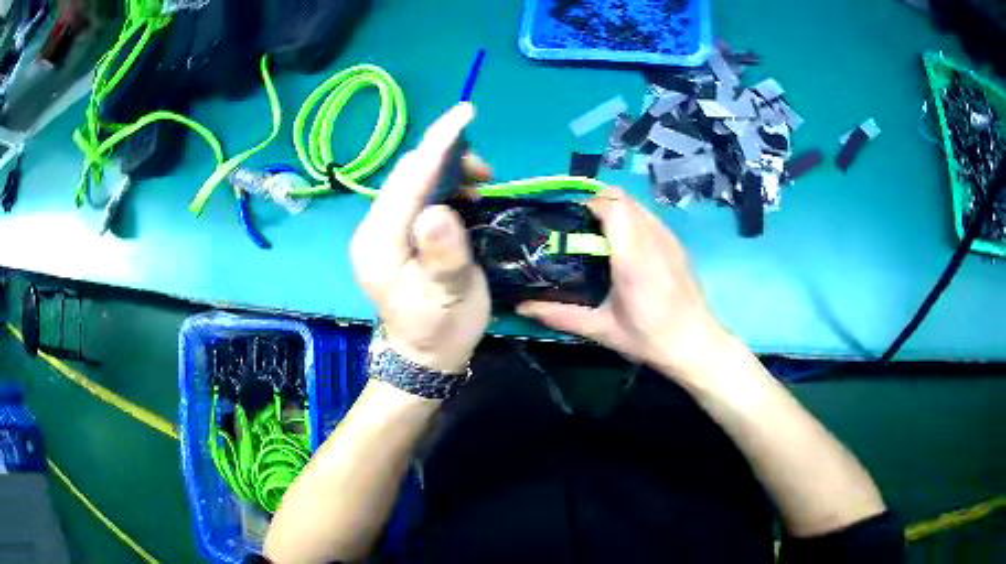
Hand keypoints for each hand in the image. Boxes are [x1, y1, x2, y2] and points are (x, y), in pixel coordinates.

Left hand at [351, 103, 490, 373]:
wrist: (424, 357)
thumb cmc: (439, 330)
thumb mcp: (448, 297)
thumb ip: (442, 254)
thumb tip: (439, 210)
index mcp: (379, 242)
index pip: (409, 180)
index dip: (438, 144)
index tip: (465, 113)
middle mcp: (374, 229)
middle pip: (407, 174)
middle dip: (446, 157)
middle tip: (486, 172)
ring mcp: (383, 231)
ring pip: (413, 181)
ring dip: (447, 171)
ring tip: (480, 183)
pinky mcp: (396, 234)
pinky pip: (418, 195)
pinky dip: (443, 185)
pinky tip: (465, 196)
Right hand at [517, 188, 729, 379]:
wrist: (696, 343)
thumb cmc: (649, 338)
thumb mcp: (602, 330)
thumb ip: (560, 315)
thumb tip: (521, 307)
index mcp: (632, 257)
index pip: (611, 206)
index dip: (586, 204)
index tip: (569, 220)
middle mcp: (652, 238)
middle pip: (622, 197)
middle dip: (597, 203)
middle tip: (579, 227)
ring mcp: (668, 238)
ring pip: (637, 204)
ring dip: (615, 209)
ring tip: (599, 234)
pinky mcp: (677, 243)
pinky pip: (649, 216)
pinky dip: (632, 219)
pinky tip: (625, 246)